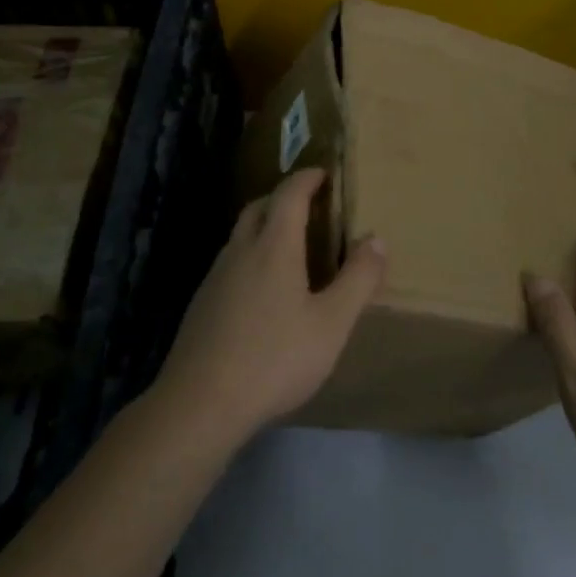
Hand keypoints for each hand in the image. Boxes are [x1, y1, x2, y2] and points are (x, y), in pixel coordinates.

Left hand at [157, 168, 385, 446]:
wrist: (200, 403)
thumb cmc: (274, 358)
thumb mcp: (331, 324)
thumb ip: (358, 279)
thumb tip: (376, 239)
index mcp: (273, 247)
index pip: (289, 195)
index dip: (307, 179)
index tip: (323, 173)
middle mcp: (240, 251)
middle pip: (259, 208)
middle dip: (283, 198)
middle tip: (308, 205)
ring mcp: (215, 277)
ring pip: (240, 235)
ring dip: (264, 226)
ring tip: (289, 245)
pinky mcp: (202, 304)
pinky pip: (230, 262)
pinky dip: (250, 256)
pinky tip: (262, 290)